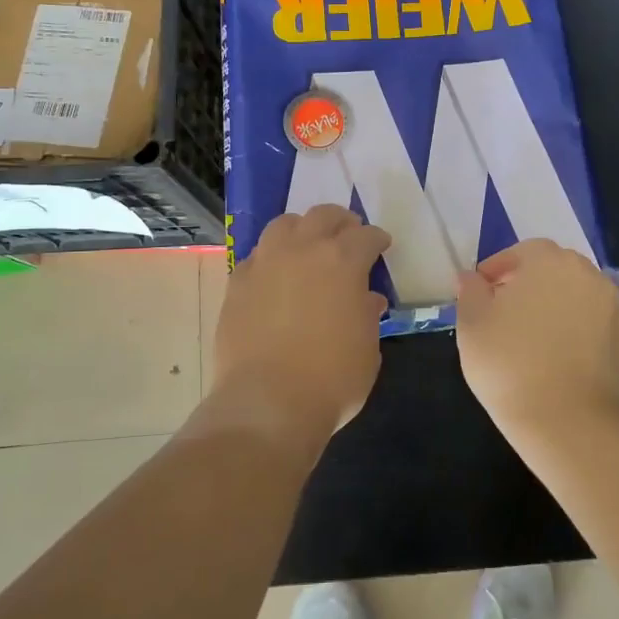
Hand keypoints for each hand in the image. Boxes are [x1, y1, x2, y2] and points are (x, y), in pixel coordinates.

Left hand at [211, 205, 391, 445]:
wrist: (268, 402)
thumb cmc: (332, 378)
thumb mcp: (367, 349)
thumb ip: (367, 316)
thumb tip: (365, 300)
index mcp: (343, 261)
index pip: (366, 236)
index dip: (376, 240)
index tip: (381, 246)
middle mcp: (303, 250)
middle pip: (323, 216)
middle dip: (340, 222)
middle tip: (347, 235)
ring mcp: (265, 263)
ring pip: (284, 225)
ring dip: (302, 230)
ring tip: (307, 246)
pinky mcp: (236, 282)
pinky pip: (257, 256)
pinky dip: (271, 258)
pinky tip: (275, 276)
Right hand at [455, 240, 618, 433]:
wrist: (559, 417)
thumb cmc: (507, 362)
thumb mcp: (471, 323)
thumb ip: (471, 292)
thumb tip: (472, 278)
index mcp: (546, 259)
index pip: (519, 253)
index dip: (497, 270)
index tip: (481, 293)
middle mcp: (585, 272)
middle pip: (554, 267)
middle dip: (531, 282)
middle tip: (507, 313)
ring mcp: (613, 305)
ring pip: (586, 289)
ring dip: (567, 300)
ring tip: (545, 330)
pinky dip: (616, 324)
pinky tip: (602, 336)